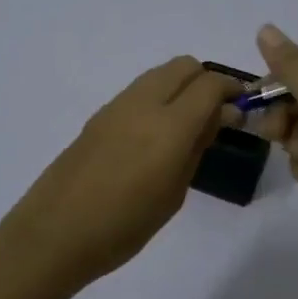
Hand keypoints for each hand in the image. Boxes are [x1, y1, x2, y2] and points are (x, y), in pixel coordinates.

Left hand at [2, 57, 240, 286]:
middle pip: (184, 66)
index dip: (232, 91)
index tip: (241, 110)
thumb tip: (216, 117)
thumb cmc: (124, 225)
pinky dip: (157, 98)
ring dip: (180, 87)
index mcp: (169, 125)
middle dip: (206, 81)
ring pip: (160, 74)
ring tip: (185, 126)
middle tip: (215, 115)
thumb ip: (197, 147)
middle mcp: (143, 103)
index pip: (210, 84)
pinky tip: (154, 135)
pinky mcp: (99, 115)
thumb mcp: (174, 192)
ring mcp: (117, 105)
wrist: (56, 233)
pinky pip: (138, 91)